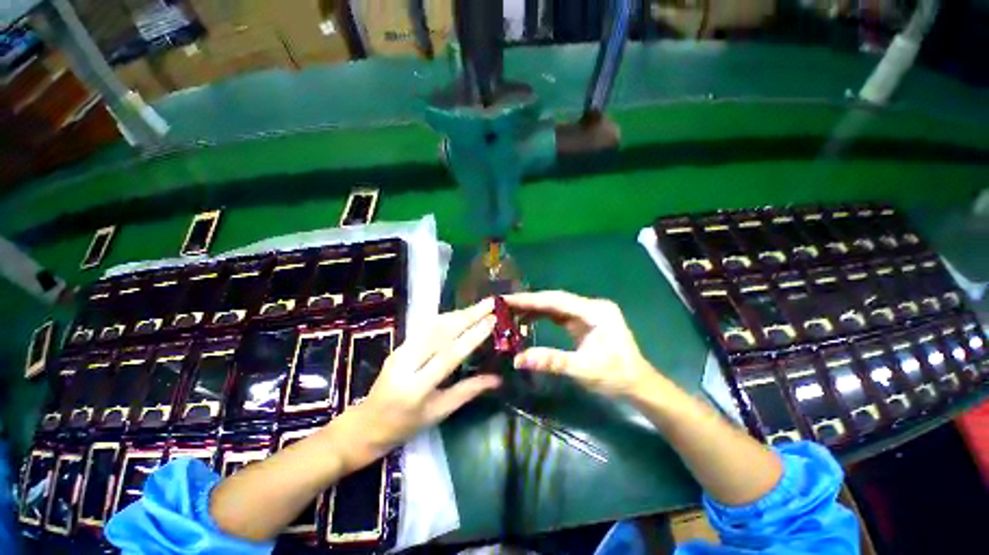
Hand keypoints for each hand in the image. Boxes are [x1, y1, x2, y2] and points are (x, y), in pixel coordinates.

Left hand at [354, 299, 501, 454]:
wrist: (366, 424)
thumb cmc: (405, 425)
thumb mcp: (439, 412)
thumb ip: (468, 391)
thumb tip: (498, 379)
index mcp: (417, 387)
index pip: (449, 355)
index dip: (472, 336)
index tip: (492, 320)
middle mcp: (406, 362)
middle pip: (441, 332)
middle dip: (468, 315)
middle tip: (490, 303)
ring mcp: (400, 350)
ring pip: (432, 325)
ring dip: (458, 313)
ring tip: (479, 306)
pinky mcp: (399, 345)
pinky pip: (426, 327)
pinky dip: (446, 318)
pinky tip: (460, 314)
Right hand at [506, 291, 651, 398]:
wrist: (638, 384)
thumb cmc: (615, 376)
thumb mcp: (583, 369)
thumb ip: (551, 361)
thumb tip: (518, 359)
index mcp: (595, 311)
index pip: (556, 301)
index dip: (530, 299)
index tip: (507, 299)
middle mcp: (591, 306)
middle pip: (555, 300)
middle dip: (529, 301)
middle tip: (503, 304)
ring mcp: (588, 313)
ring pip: (556, 305)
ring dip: (534, 308)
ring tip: (510, 311)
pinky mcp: (584, 321)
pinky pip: (559, 314)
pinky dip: (542, 315)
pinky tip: (528, 318)